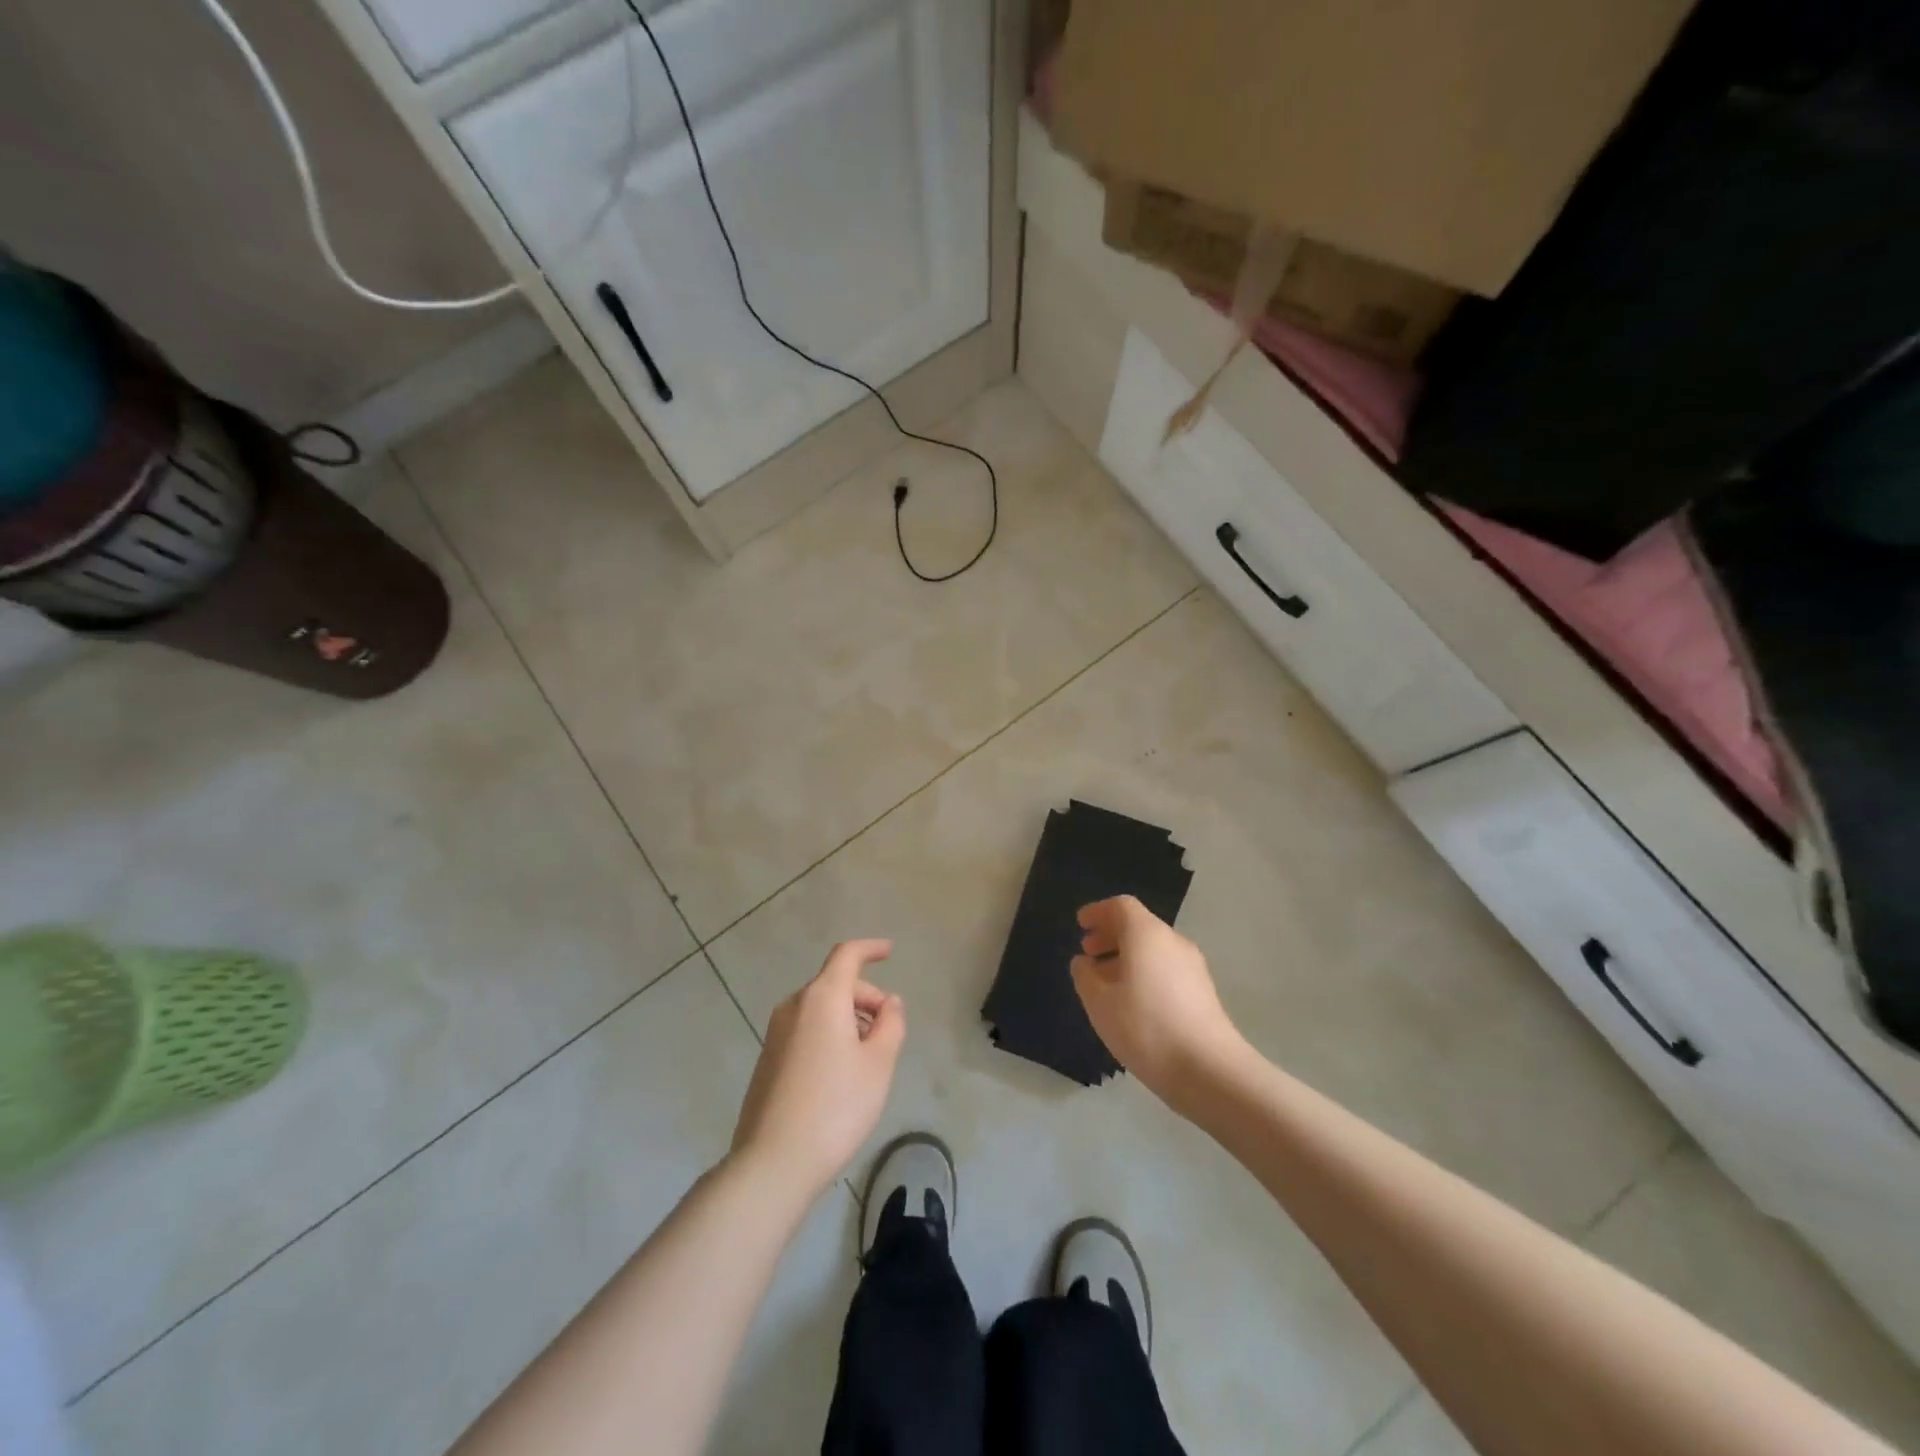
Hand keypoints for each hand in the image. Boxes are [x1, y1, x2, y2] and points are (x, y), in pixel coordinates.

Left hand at [731, 939, 905, 1199]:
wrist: (774, 1162)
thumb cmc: (836, 1107)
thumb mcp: (879, 1064)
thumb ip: (890, 1024)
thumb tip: (889, 1002)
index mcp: (822, 998)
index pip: (847, 955)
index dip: (870, 948)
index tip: (889, 951)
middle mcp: (794, 1006)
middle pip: (835, 983)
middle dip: (866, 997)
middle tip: (889, 1030)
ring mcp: (776, 1033)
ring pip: (820, 1009)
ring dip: (848, 1018)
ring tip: (868, 1057)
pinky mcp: (768, 1059)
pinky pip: (806, 1029)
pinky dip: (829, 1034)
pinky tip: (841, 1074)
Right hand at [1071, 896, 1243, 1104]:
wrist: (1208, 1069)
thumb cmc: (1145, 1027)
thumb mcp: (1099, 1002)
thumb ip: (1085, 976)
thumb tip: (1084, 962)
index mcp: (1146, 934)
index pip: (1121, 906)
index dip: (1098, 912)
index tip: (1081, 924)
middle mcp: (1172, 941)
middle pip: (1139, 925)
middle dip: (1111, 935)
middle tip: (1088, 952)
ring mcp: (1193, 966)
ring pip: (1154, 949)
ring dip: (1127, 956)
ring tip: (1106, 982)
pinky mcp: (1203, 991)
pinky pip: (1167, 968)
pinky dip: (1145, 973)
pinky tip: (1133, 1002)